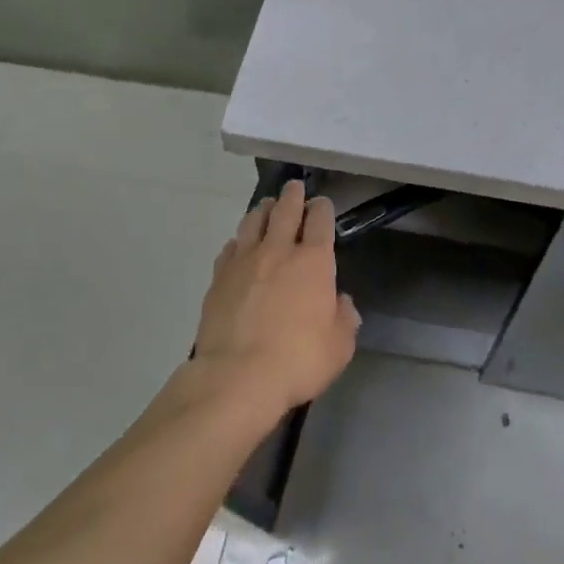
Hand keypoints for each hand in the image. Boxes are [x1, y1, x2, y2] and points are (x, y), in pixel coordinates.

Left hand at [193, 181, 359, 419]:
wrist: (237, 377)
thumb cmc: (298, 360)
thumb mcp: (339, 346)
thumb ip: (344, 318)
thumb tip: (340, 302)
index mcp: (313, 261)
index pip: (320, 220)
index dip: (322, 208)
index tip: (322, 203)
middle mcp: (278, 250)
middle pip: (285, 210)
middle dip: (292, 195)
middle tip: (294, 186)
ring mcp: (244, 261)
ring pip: (253, 221)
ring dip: (262, 210)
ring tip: (266, 206)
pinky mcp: (218, 278)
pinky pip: (229, 249)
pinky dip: (238, 241)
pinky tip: (238, 245)